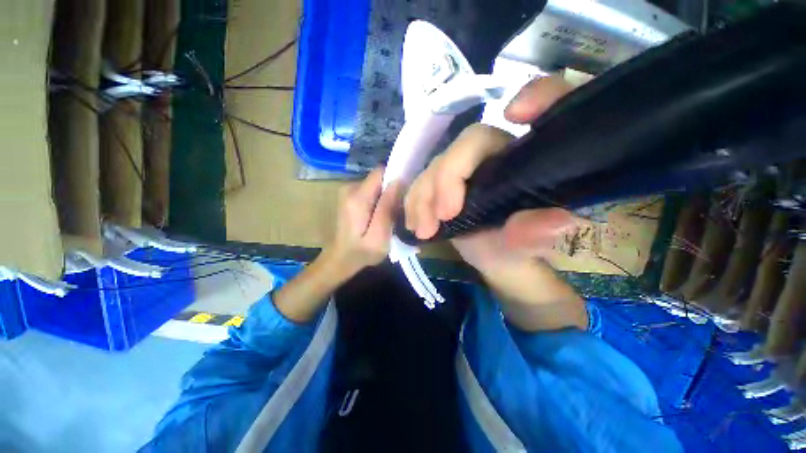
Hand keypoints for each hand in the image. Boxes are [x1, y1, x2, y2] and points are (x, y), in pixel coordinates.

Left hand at [325, 167, 401, 276]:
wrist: (341, 259)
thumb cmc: (362, 252)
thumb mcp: (379, 236)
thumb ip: (387, 209)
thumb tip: (398, 181)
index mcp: (357, 197)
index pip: (381, 172)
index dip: (396, 178)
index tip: (406, 193)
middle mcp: (351, 188)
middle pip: (379, 179)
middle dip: (392, 191)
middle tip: (399, 210)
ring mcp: (349, 191)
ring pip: (377, 185)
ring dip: (386, 197)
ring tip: (391, 215)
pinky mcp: (350, 196)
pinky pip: (371, 191)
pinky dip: (379, 200)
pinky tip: (381, 215)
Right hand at [404, 76, 577, 272]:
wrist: (493, 257)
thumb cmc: (516, 248)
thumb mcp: (527, 246)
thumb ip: (536, 235)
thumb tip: (557, 222)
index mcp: (526, 159)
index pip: (544, 106)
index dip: (537, 96)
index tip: (514, 114)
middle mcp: (495, 155)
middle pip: (468, 143)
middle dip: (449, 177)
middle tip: (444, 215)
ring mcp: (463, 168)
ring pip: (437, 164)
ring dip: (424, 197)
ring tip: (424, 229)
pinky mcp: (441, 182)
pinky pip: (420, 183)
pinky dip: (414, 203)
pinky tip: (414, 224)